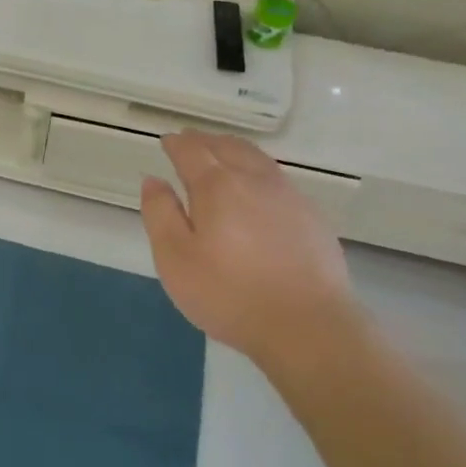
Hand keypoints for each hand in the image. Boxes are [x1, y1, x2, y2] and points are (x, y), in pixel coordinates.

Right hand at [141, 132, 353, 358]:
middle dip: (205, 141)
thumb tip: (153, 180)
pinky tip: (257, 189)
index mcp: (216, 186)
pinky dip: (258, 171)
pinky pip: (278, 179)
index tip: (166, 142)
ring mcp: (288, 196)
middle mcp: (254, 180)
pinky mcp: (311, 216)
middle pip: (227, 147)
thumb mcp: (175, 259)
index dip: (176, 144)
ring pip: (256, 158)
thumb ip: (160, 214)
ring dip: (234, 150)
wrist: (307, 325)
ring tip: (222, 155)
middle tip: (190, 142)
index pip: (191, 151)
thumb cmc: (230, 293)